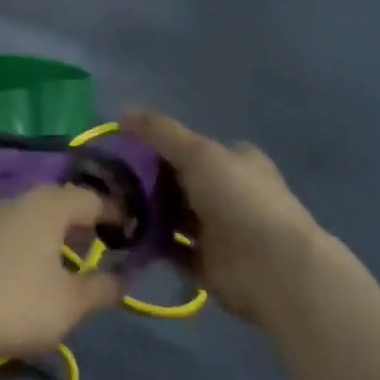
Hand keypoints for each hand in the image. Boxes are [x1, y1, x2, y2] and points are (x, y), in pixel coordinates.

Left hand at [0, 186, 122, 359]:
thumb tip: (126, 277)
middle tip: (100, 244)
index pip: (91, 198)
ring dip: (55, 231)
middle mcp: (19, 199)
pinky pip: (13, 228)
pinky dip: (31, 240)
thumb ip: (102, 287)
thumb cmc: (18, 303)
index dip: (114, 213)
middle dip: (83, 221)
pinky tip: (32, 268)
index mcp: (48, 205)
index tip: (130, 233)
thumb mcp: (71, 303)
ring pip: (34, 214)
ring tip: (69, 260)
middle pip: (60, 201)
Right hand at [124, 110, 323, 322]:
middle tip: (107, 180)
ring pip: (172, 215)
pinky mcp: (206, 262)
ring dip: (145, 211)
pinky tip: (121, 235)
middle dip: (145, 180)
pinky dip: (150, 243)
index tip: (120, 148)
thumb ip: (160, 132)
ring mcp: (217, 230)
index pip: (189, 146)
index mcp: (234, 160)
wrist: (273, 268)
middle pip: (177, 181)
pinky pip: (170, 248)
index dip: (156, 145)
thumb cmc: (239, 199)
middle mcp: (227, 192)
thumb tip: (122, 110)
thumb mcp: (198, 152)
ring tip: (107, 206)